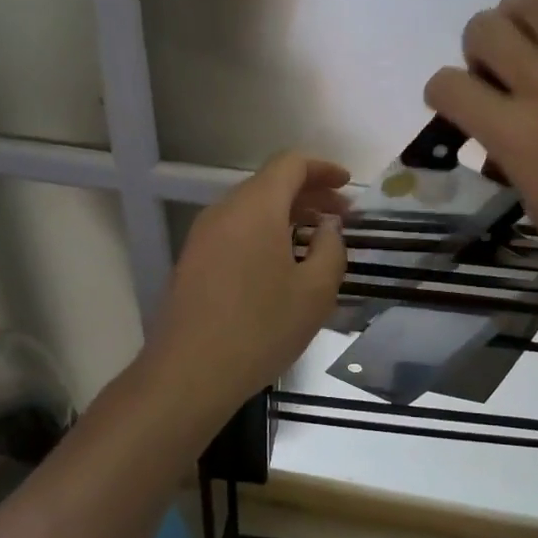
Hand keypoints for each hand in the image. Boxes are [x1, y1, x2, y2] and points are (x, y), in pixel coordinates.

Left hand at [148, 151, 348, 420]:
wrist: (189, 373)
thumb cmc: (261, 328)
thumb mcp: (315, 291)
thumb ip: (331, 247)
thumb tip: (327, 226)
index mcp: (255, 207)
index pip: (290, 164)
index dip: (323, 169)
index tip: (348, 186)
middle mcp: (225, 210)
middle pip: (270, 184)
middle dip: (309, 194)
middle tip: (341, 217)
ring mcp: (203, 235)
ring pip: (252, 208)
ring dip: (287, 215)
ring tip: (316, 241)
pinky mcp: (193, 260)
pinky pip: (236, 230)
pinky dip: (265, 233)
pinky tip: (282, 264)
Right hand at [423, 0, 537, 325]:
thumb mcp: (534, 205)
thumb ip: (507, 156)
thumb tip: (500, 129)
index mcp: (517, 134)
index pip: (448, 85)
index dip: (441, 90)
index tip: (456, 102)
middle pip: (486, 29)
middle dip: (477, 44)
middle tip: (497, 69)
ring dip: (520, 8)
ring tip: (528, 28)